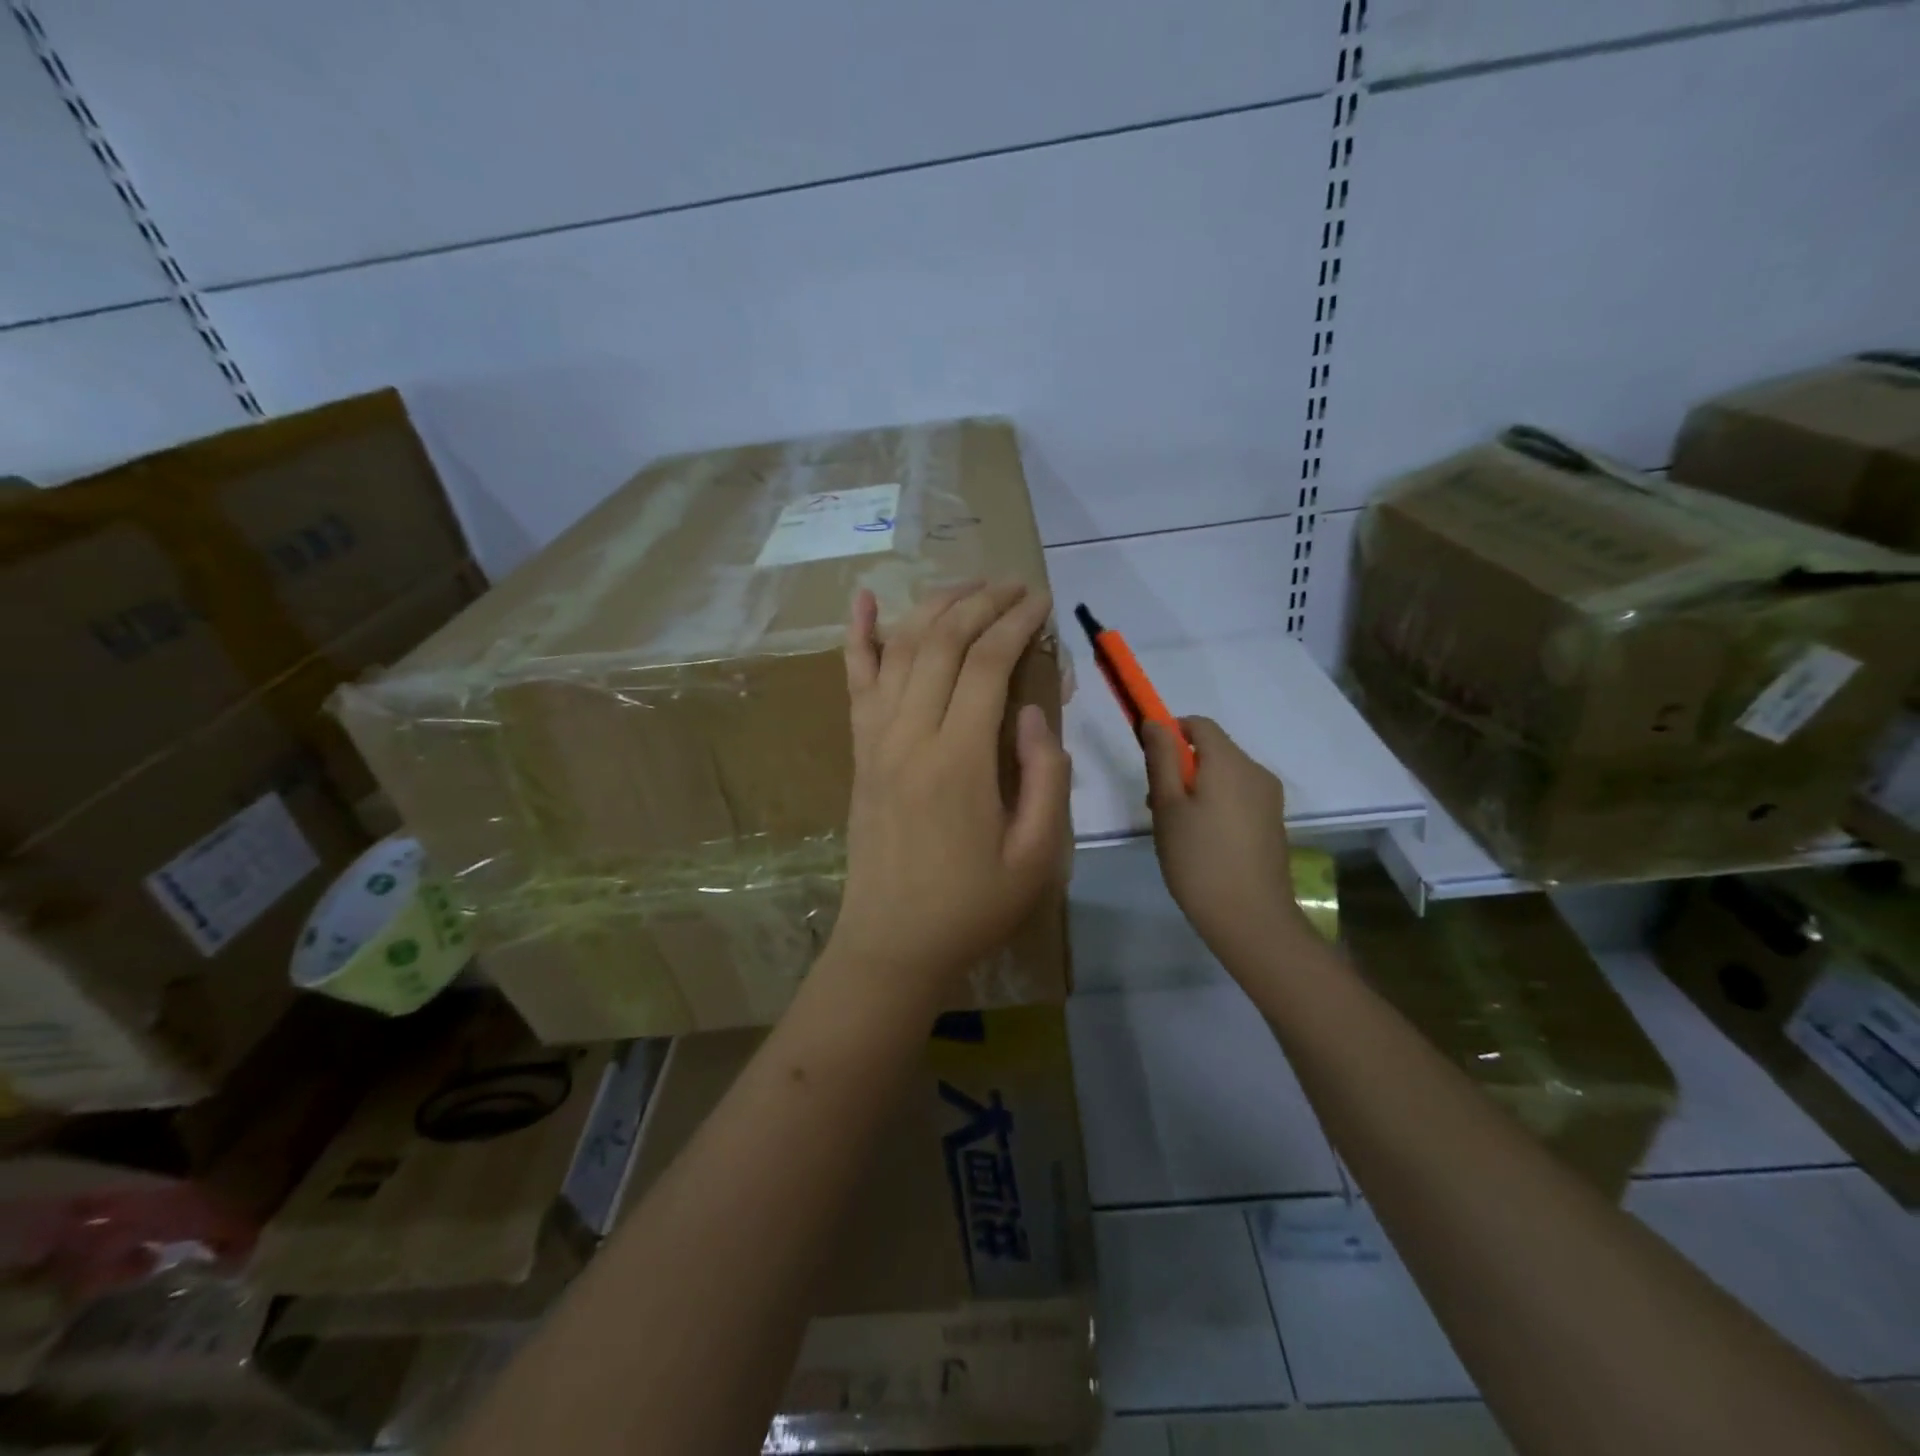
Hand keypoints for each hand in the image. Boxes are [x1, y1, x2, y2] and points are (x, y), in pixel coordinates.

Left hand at [830, 581, 1069, 1005]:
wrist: (893, 943)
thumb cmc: (972, 906)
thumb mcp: (1036, 856)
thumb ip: (1046, 778)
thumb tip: (1037, 713)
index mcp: (959, 760)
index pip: (988, 664)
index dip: (1017, 623)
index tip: (1041, 602)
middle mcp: (911, 735)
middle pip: (942, 642)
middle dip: (981, 602)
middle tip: (1013, 586)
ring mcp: (876, 739)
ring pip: (900, 649)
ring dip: (934, 606)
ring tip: (967, 585)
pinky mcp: (859, 751)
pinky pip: (854, 682)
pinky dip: (858, 636)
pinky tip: (862, 598)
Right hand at [1144, 716, 1309, 961]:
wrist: (1250, 919)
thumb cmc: (1198, 859)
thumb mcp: (1168, 807)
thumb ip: (1162, 760)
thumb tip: (1156, 722)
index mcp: (1229, 762)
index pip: (1198, 725)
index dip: (1170, 732)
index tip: (1149, 761)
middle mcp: (1256, 771)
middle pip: (1213, 750)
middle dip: (1181, 765)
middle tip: (1156, 804)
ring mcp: (1269, 798)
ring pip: (1225, 776)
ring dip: (1197, 787)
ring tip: (1176, 828)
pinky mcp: (1273, 822)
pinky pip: (1239, 797)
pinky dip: (1216, 804)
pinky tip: (1202, 842)